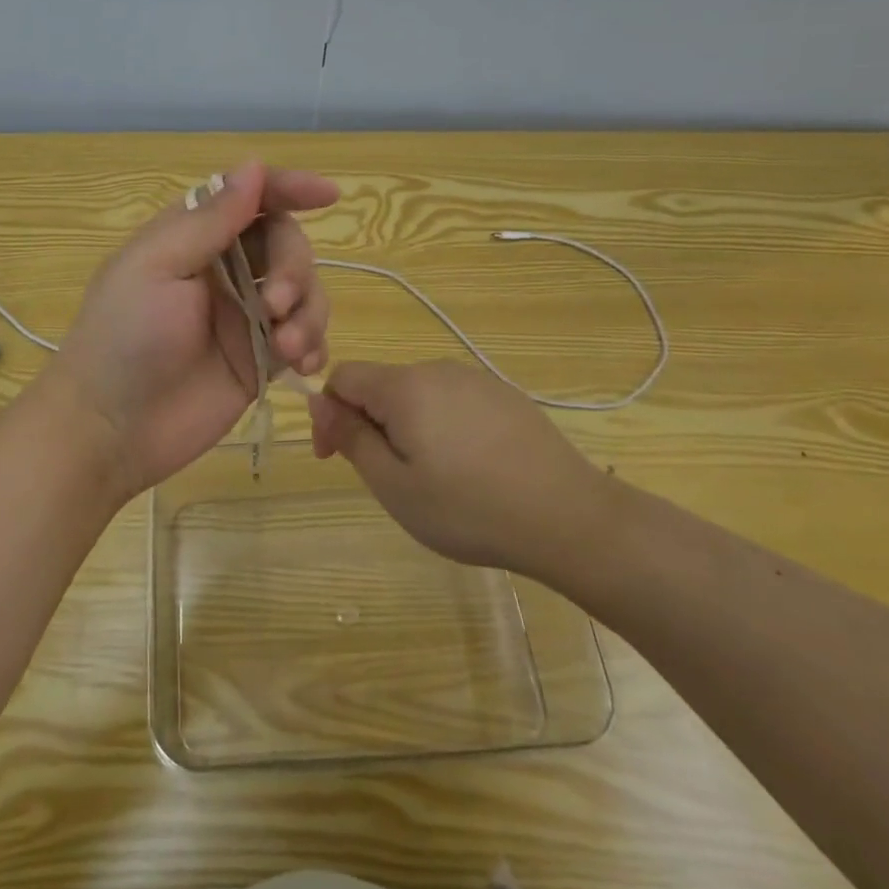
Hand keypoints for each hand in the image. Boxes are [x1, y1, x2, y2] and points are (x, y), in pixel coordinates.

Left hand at [47, 161, 337, 502]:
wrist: (112, 429)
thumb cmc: (124, 337)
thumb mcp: (158, 268)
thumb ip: (210, 221)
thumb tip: (253, 166)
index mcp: (192, 237)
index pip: (250, 198)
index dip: (289, 188)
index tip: (328, 195)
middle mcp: (224, 269)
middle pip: (285, 243)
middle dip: (293, 268)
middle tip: (274, 305)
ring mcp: (245, 315)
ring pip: (303, 291)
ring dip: (308, 312)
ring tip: (288, 348)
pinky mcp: (260, 359)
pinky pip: (305, 337)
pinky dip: (314, 343)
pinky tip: (305, 365)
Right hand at [308, 360, 604, 575]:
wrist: (569, 518)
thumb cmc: (469, 508)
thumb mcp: (394, 485)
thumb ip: (351, 438)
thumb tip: (319, 401)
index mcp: (404, 386)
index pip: (343, 376)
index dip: (328, 413)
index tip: (335, 458)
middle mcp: (438, 370)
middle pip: (382, 385)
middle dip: (369, 424)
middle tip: (389, 479)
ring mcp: (476, 380)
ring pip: (418, 395)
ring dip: (406, 427)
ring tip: (431, 479)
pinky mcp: (505, 396)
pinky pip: (454, 402)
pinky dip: (442, 428)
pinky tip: (469, 469)